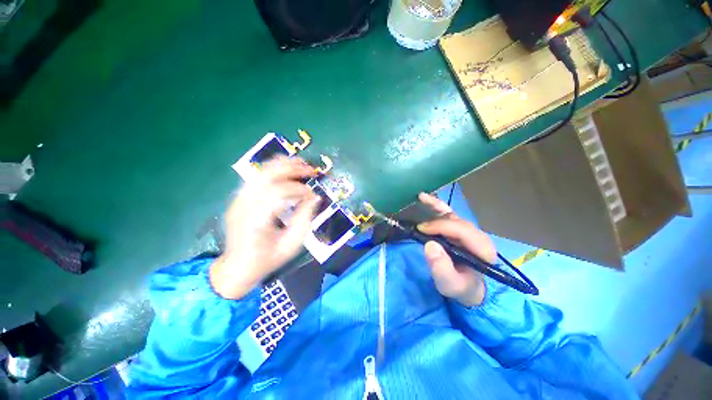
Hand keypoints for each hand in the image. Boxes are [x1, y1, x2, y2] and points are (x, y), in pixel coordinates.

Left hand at [210, 157, 319, 299]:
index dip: (298, 190)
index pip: (278, 193)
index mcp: (256, 221)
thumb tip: (315, 197)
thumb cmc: (267, 259)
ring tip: (301, 163)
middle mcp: (243, 206)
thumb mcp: (292, 244)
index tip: (312, 194)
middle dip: (292, 169)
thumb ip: (305, 219)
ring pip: (260, 172)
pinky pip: (256, 177)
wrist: (237, 267)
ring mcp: (238, 200)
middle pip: (267, 176)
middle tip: (311, 170)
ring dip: (283, 164)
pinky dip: (273, 169)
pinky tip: (286, 168)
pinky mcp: (239, 198)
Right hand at [417, 192, 496, 306]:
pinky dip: (437, 206)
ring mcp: (468, 231)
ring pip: (452, 214)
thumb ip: (442, 269)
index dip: (441, 226)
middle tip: (418, 227)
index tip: (421, 230)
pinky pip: (448, 214)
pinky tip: (426, 199)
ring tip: (421, 197)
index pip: (462, 231)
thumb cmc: (460, 287)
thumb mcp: (450, 285)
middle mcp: (477, 236)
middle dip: (436, 221)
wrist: (468, 288)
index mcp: (482, 249)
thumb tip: (430, 245)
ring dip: (436, 205)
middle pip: (456, 221)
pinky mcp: (459, 229)